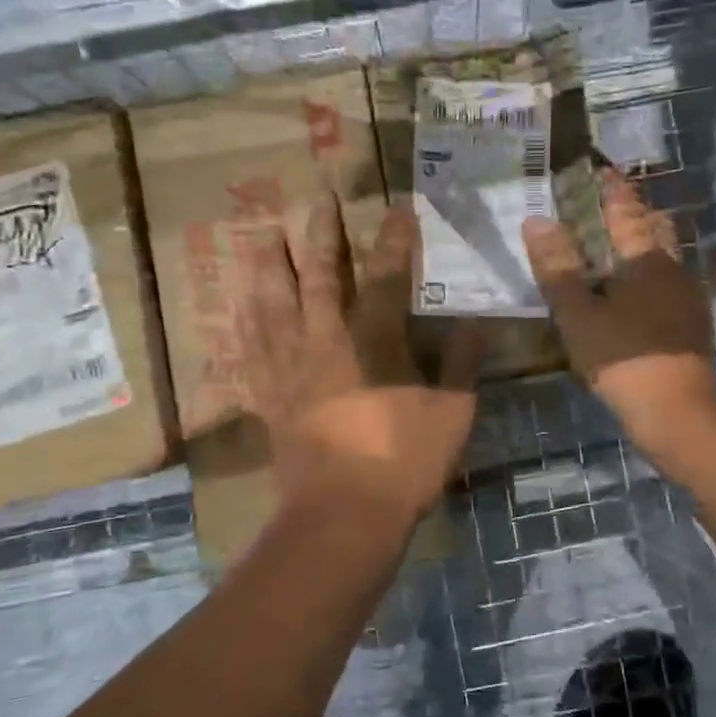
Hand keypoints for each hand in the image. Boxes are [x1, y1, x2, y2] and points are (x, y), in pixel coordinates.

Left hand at [236, 196, 482, 527]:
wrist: (342, 517)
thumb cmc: (404, 463)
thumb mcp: (452, 414)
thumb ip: (462, 364)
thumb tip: (477, 323)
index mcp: (375, 341)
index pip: (387, 276)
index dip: (394, 239)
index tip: (397, 207)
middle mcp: (326, 341)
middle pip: (319, 275)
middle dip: (320, 234)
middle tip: (318, 200)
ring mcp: (290, 368)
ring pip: (273, 303)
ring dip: (267, 264)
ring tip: (260, 233)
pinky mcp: (269, 396)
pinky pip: (249, 349)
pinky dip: (244, 322)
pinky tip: (238, 306)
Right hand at [522, 169, 715, 460]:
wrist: (676, 410)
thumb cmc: (621, 357)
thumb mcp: (578, 314)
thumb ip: (557, 267)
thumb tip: (536, 221)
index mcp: (643, 259)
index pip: (626, 211)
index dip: (613, 190)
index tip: (603, 171)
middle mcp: (672, 268)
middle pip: (656, 228)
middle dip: (636, 212)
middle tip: (612, 205)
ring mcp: (689, 296)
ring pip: (670, 255)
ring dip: (651, 241)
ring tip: (628, 241)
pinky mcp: (694, 322)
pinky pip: (679, 285)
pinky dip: (666, 275)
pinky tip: (664, 286)